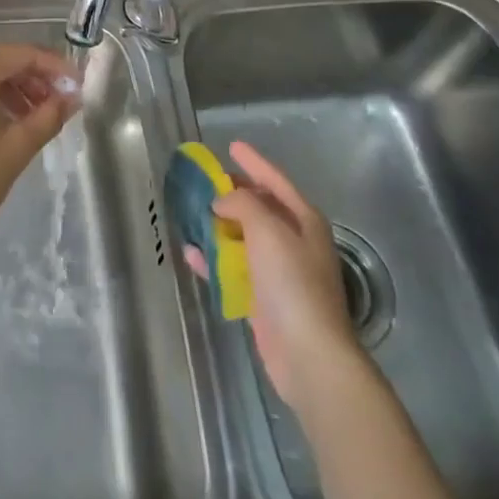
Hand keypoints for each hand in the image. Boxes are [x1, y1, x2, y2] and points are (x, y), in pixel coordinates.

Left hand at [0, 42, 78, 254]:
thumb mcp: (17, 147)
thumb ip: (49, 116)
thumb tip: (71, 98)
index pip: (25, 54)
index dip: (55, 68)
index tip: (76, 87)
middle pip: (1, 58)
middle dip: (33, 77)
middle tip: (57, 103)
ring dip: (9, 87)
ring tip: (32, 117)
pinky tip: (0, 122)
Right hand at [186, 141, 358, 407]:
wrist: (308, 353)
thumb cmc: (292, 283)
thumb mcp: (268, 230)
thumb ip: (243, 204)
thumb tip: (222, 201)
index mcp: (304, 221)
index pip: (276, 181)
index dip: (254, 162)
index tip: (232, 145)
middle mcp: (294, 242)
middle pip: (260, 208)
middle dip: (234, 194)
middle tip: (206, 181)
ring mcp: (279, 272)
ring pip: (244, 238)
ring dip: (219, 226)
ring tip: (192, 213)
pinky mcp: (263, 299)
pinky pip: (234, 269)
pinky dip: (214, 260)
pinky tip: (191, 253)